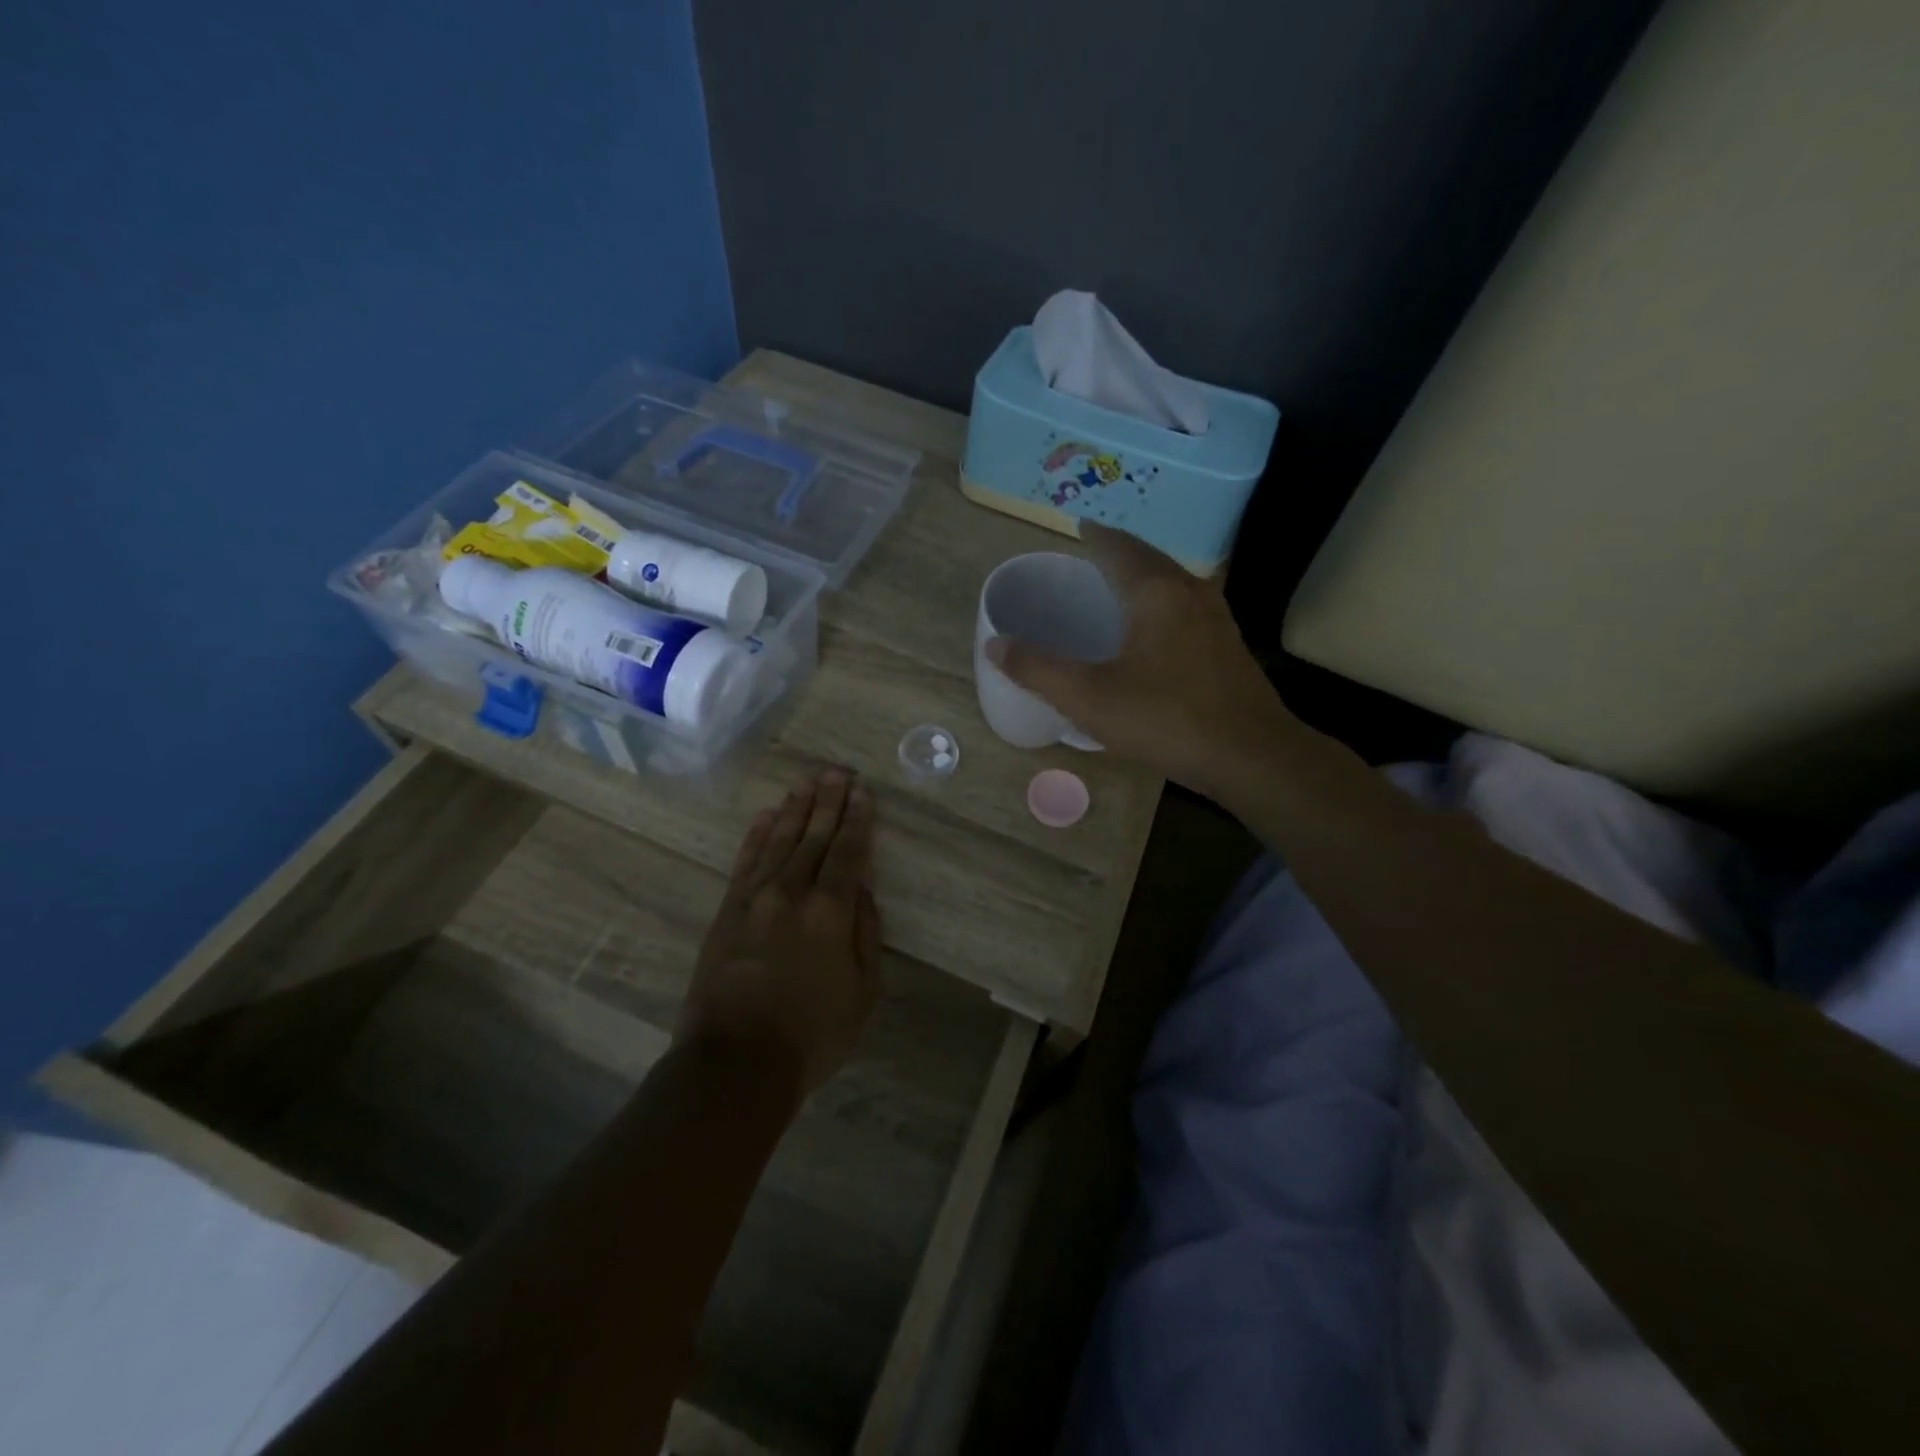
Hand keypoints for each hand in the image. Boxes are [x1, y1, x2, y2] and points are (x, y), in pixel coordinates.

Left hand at [678, 769, 881, 1094]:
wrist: (735, 1063)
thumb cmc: (812, 1034)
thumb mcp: (864, 992)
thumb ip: (866, 933)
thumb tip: (863, 890)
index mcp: (831, 911)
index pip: (848, 852)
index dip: (858, 820)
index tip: (863, 792)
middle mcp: (793, 892)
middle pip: (813, 836)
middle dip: (827, 801)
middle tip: (837, 771)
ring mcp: (755, 898)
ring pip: (779, 841)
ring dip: (794, 809)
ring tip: (807, 783)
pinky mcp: (727, 911)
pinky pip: (745, 862)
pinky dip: (757, 835)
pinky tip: (766, 816)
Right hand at [985, 523, 1298, 794]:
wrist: (1250, 755)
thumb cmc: (1164, 719)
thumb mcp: (1088, 698)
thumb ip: (1038, 670)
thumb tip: (996, 644)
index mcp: (1154, 592)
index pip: (1119, 547)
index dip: (1095, 535)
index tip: (1079, 526)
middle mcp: (1189, 592)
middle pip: (1150, 557)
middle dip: (1120, 550)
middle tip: (1094, 552)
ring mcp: (1216, 618)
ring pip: (1174, 580)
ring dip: (1146, 573)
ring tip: (1121, 582)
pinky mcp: (1228, 645)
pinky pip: (1188, 604)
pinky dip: (1164, 599)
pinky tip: (1156, 626)